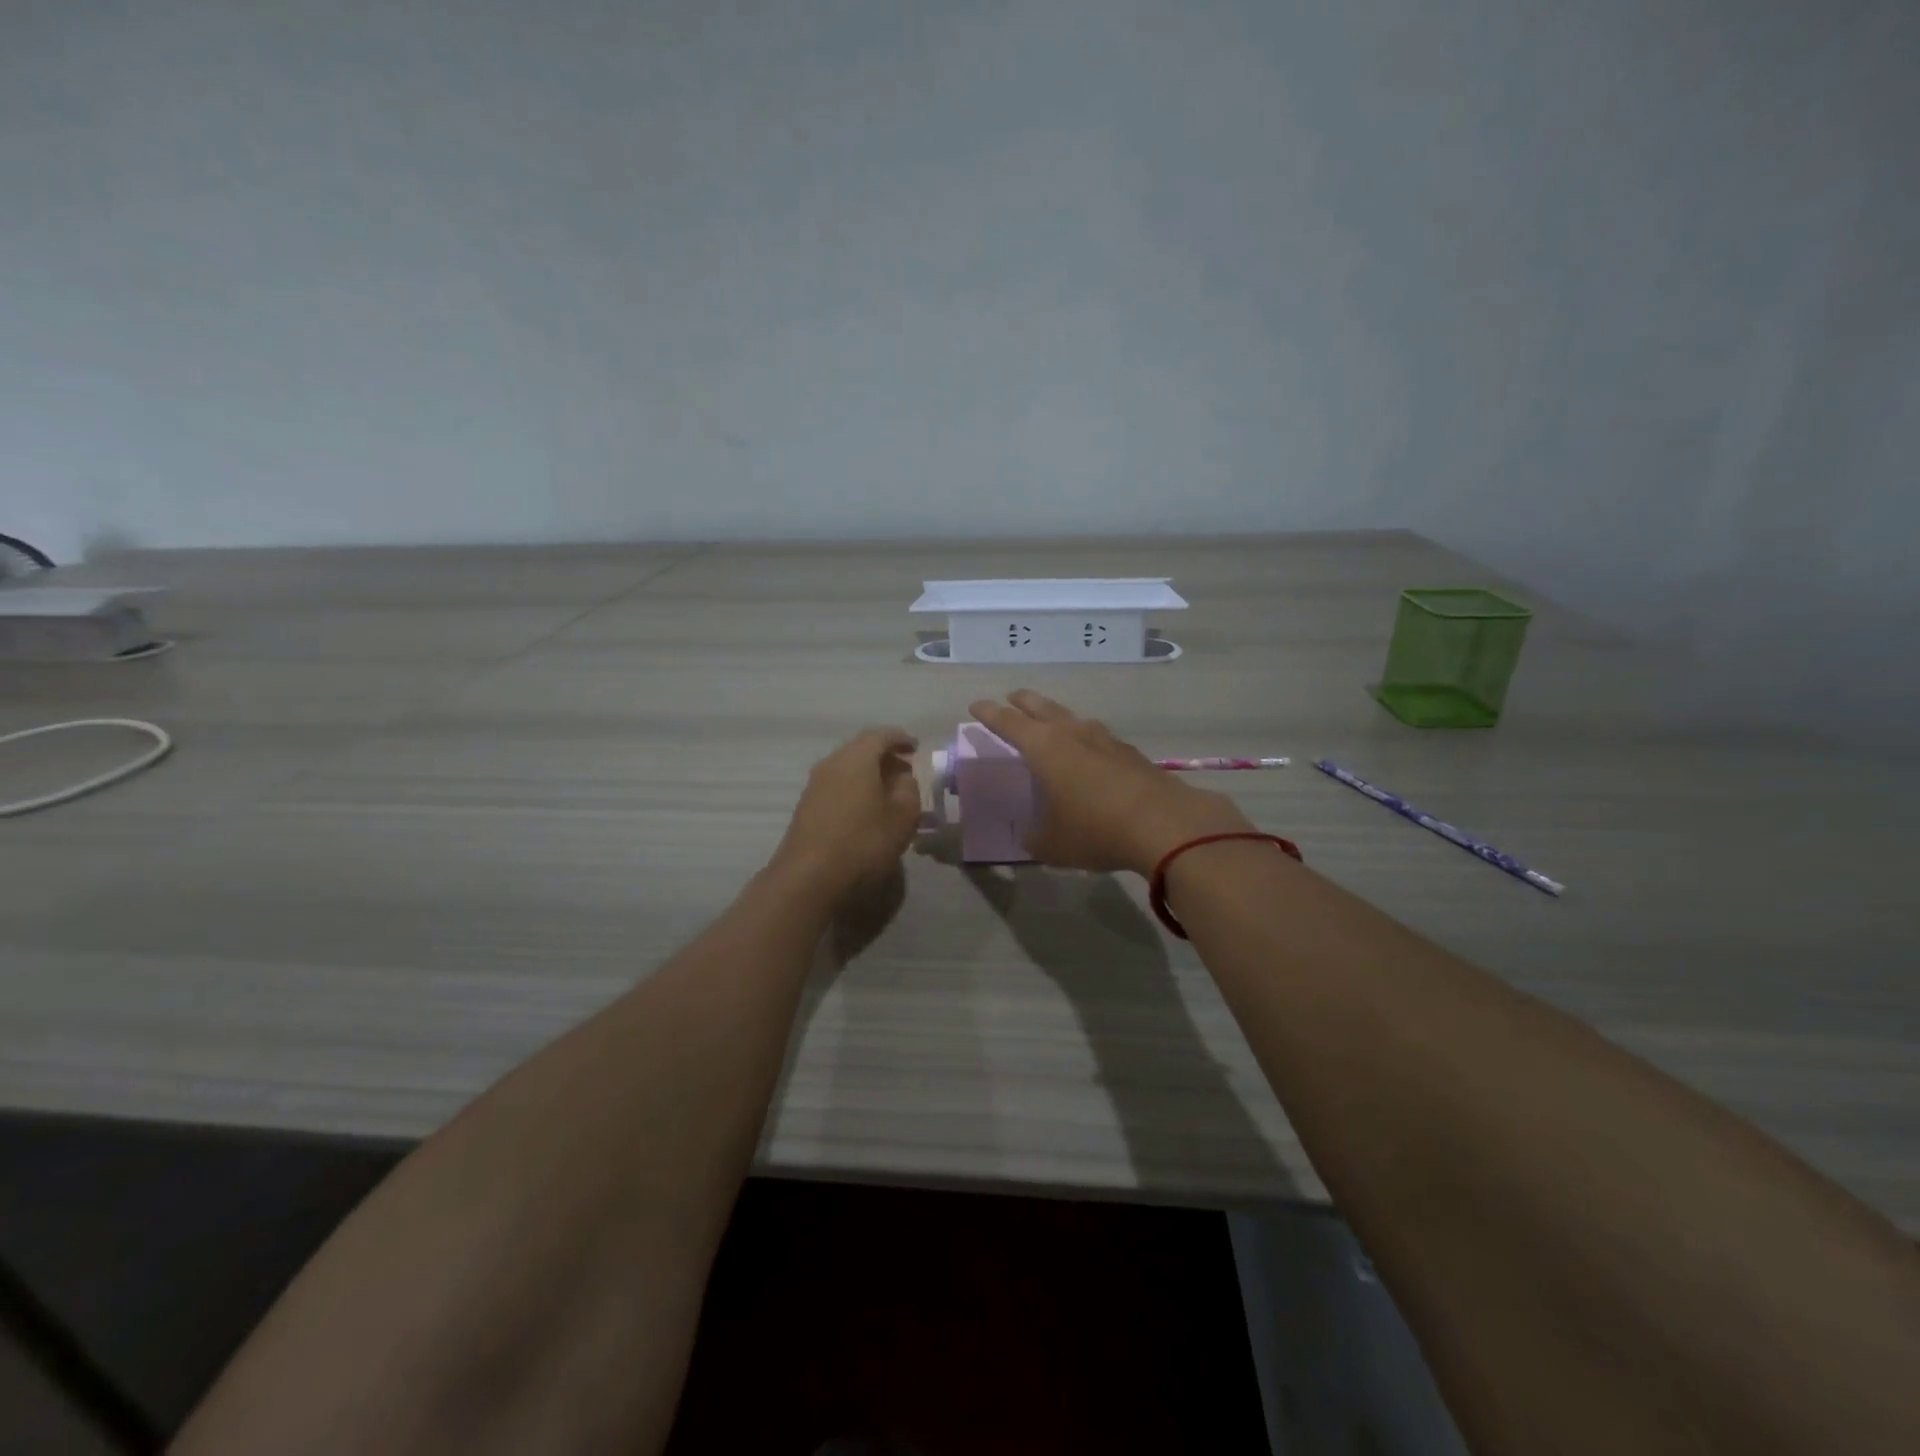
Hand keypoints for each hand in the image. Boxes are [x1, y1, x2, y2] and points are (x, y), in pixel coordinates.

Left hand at [769, 728, 922, 903]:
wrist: (809, 878)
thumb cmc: (864, 842)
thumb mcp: (903, 815)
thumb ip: (909, 788)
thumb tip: (902, 777)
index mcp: (856, 758)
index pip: (880, 735)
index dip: (900, 739)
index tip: (916, 748)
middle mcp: (831, 763)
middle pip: (860, 749)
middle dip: (885, 756)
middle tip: (906, 771)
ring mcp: (815, 785)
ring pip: (847, 768)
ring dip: (869, 774)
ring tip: (890, 793)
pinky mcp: (807, 807)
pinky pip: (837, 786)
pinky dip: (856, 789)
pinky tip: (867, 810)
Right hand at [967, 691, 1255, 876]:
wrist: (1164, 825)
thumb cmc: (1095, 830)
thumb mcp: (1052, 844)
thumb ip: (1034, 837)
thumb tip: (1031, 835)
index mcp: (1043, 748)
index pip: (1007, 722)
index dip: (989, 713)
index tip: (976, 705)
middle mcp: (1072, 733)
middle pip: (1041, 707)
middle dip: (1022, 702)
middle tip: (1011, 700)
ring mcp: (1105, 739)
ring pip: (1073, 718)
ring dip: (1057, 717)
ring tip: (1051, 724)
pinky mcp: (1130, 752)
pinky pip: (1098, 738)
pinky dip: (1085, 740)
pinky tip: (1089, 754)